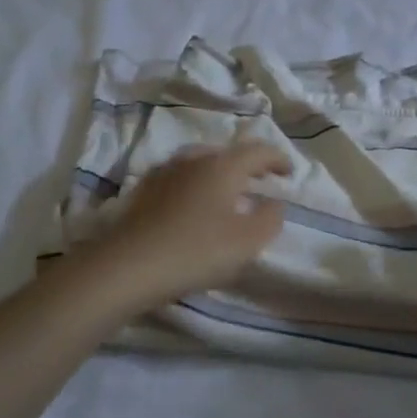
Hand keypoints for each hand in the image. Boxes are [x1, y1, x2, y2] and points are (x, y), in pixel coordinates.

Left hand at [89, 142, 290, 307]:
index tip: (289, 173)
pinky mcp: (141, 192)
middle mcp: (192, 160)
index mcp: (222, 166)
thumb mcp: (247, 241)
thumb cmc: (196, 251)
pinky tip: (191, 207)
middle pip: (226, 153)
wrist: (127, 266)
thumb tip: (275, 203)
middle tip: (258, 183)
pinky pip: (177, 180)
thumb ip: (270, 219)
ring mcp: (163, 173)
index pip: (258, 151)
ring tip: (224, 195)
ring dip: (216, 175)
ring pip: (198, 164)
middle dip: (246, 165)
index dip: (278, 159)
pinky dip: (193, 186)